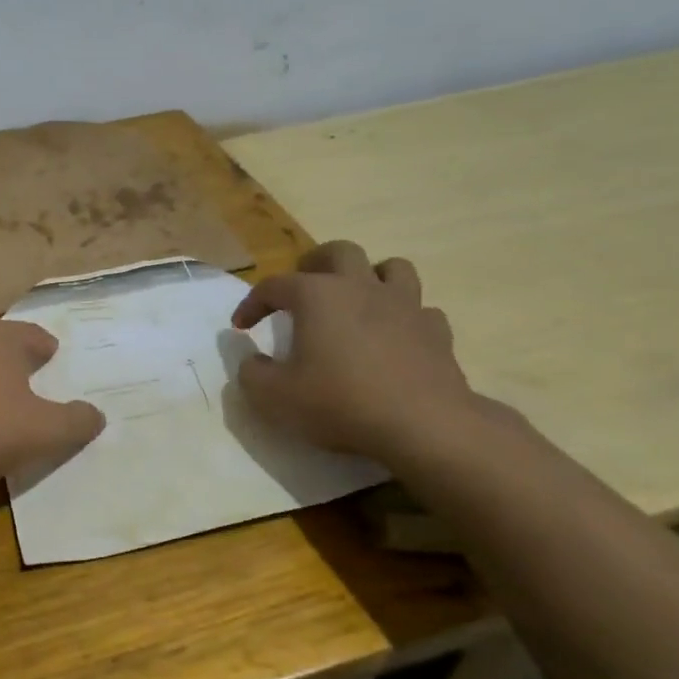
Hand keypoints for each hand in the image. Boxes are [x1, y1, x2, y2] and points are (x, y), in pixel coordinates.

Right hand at [231, 241, 478, 464]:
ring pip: (391, 268)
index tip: (241, 327)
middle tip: (301, 288)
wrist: (422, 425)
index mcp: (317, 296)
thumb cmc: (339, 403)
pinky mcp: (437, 331)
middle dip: (315, 264)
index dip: (252, 303)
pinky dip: (403, 316)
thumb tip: (252, 360)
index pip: (274, 286)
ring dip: (369, 277)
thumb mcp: (274, 397)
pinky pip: (419, 309)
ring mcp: (405, 305)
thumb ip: (252, 374)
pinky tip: (394, 336)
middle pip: (339, 253)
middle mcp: (361, 288)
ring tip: (355, 299)